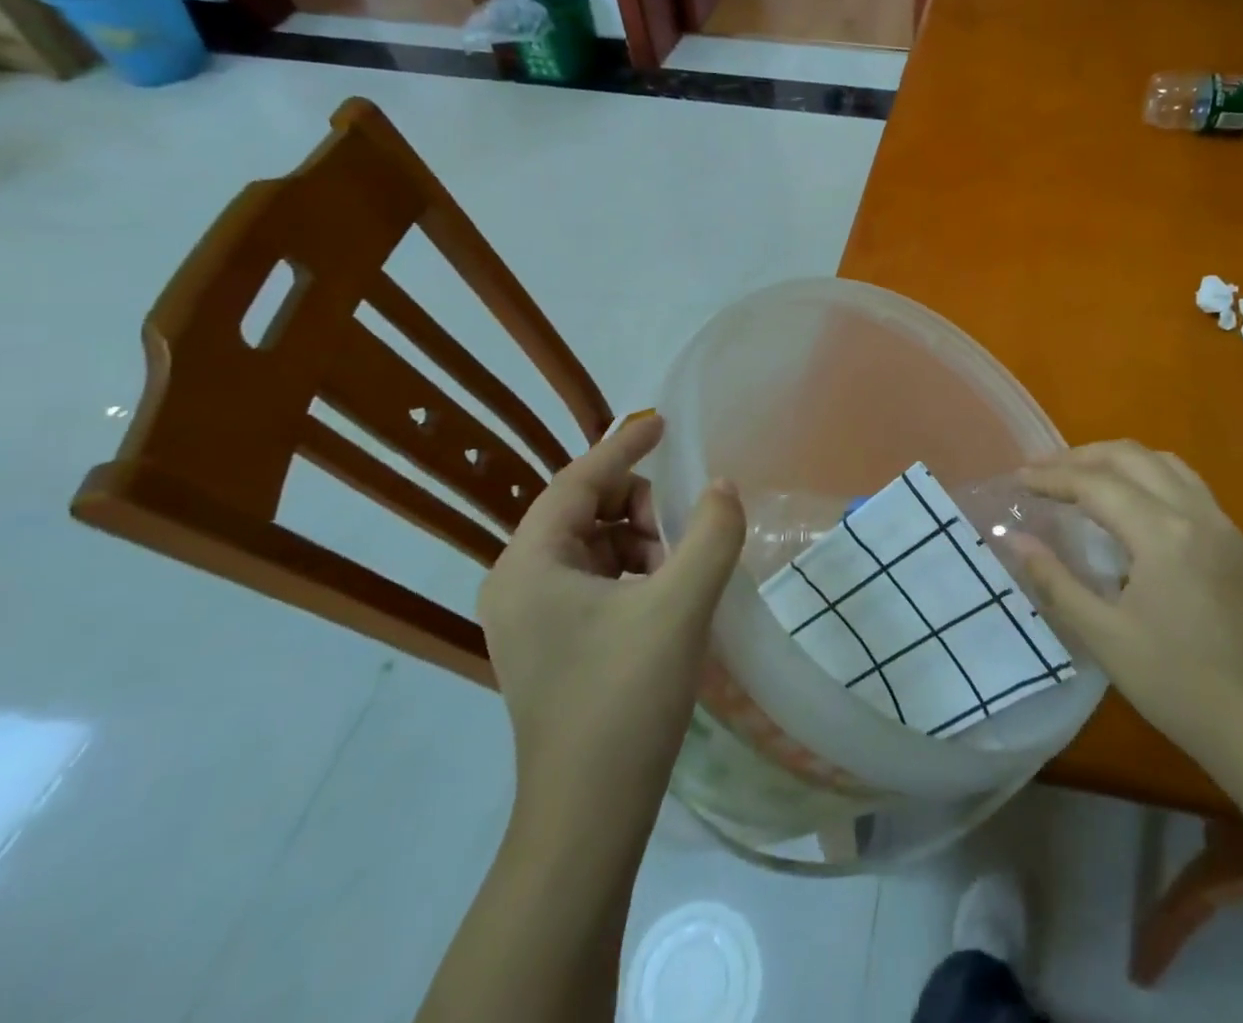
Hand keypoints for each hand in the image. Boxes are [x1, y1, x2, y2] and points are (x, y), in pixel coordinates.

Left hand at [476, 412, 743, 798]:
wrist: (588, 816)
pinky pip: (594, 579)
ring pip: (594, 545)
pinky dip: (632, 572)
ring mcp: (530, 616)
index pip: (578, 481)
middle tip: (683, 538)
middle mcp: (518, 582)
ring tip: (678, 575)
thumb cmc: (625, 700)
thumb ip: (711, 534)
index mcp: (530, 565)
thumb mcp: (680, 607)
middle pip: (585, 510)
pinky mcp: (549, 642)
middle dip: (640, 509)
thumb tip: (724, 487)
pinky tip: (664, 599)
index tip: (663, 425)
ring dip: (641, 543)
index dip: (624, 448)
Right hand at [1012, 441, 1242, 768]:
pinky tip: (1134, 508)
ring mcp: (1225, 527)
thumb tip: (1014, 539)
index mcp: (1163, 533)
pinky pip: (1189, 486)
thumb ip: (1055, 581)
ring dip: (1119, 460)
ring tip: (1084, 478)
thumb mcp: (1106, 638)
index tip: (1018, 479)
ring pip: (1166, 464)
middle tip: (1044, 472)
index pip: (1096, 484)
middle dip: (1082, 456)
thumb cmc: (1182, 688)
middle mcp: (1197, 514)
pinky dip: (1150, 478)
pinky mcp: (1240, 546)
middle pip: (1132, 457)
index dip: (1052, 477)